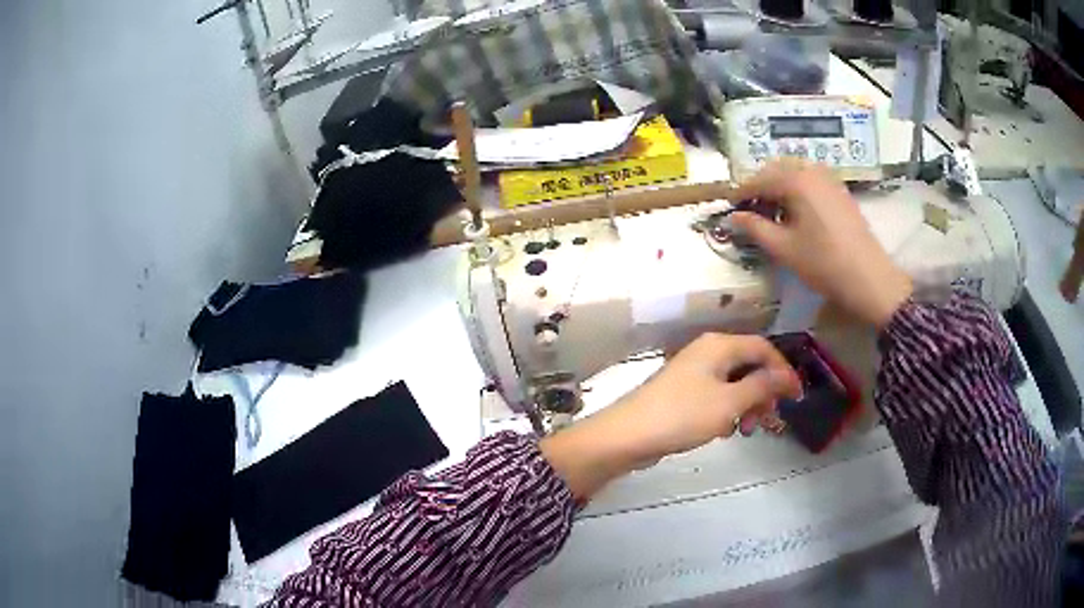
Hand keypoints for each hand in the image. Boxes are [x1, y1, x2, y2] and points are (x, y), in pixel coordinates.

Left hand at [540, 334, 801, 499]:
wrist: (628, 436)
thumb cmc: (682, 415)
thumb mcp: (729, 402)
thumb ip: (761, 386)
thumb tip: (787, 377)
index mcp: (719, 346)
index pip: (763, 348)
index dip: (783, 371)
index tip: (796, 397)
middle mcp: (707, 353)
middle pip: (749, 366)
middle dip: (764, 393)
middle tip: (769, 421)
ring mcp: (693, 374)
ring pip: (734, 385)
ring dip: (747, 406)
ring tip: (745, 430)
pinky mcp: (683, 395)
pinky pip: (716, 398)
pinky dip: (727, 412)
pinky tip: (724, 432)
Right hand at [728, 160, 912, 327]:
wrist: (869, 278)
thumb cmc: (823, 263)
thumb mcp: (784, 248)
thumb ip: (755, 228)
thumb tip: (733, 217)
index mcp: (795, 180)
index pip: (758, 179)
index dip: (741, 193)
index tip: (729, 208)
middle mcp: (811, 170)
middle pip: (776, 169)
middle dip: (760, 187)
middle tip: (749, 211)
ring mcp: (828, 178)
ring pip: (794, 172)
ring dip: (778, 187)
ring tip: (772, 212)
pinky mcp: (839, 190)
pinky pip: (810, 180)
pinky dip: (797, 189)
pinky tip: (796, 212)